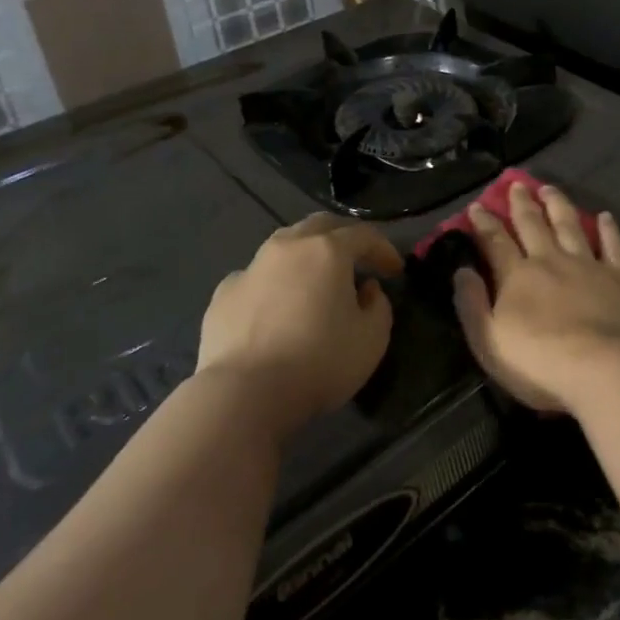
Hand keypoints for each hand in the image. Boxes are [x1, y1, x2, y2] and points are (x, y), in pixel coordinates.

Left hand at [198, 214, 403, 438]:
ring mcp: (251, 268)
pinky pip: (257, 277)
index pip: (364, 235)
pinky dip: (274, 283)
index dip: (384, 249)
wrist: (243, 393)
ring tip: (316, 280)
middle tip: (358, 261)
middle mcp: (287, 247)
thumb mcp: (372, 340)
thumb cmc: (318, 363)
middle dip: (344, 238)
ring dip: (306, 255)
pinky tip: (276, 307)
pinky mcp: (224, 293)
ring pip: (284, 245)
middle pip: (320, 226)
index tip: (396, 271)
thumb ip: (379, 306)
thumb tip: (366, 289)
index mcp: (327, 250)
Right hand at [453, 181, 619, 414]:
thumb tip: (461, 271)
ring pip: (569, 225)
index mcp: (517, 276)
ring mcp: (586, 265)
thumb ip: (472, 304)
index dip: (484, 223)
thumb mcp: (489, 341)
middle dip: (521, 203)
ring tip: (550, 189)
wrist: (602, 369)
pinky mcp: (616, 277)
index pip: (495, 241)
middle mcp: (550, 260)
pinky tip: (606, 216)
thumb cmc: (539, 362)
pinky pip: (612, 246)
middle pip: (533, 224)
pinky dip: (608, 229)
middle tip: (516, 184)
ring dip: (558, 205)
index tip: (477, 206)